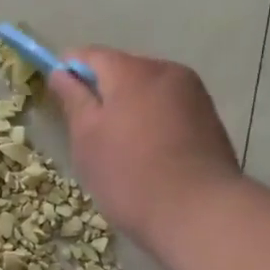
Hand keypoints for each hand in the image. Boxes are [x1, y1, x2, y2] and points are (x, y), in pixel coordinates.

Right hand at [50, 48, 241, 248]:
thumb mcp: (87, 138)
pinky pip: (170, 110)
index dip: (69, 72)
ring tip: (122, 151)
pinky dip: (153, 124)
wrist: (201, 214)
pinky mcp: (210, 120)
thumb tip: (61, 72)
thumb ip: (73, 99)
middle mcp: (167, 71)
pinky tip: (150, 157)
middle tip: (89, 135)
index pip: (90, 55)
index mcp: (132, 70)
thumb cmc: (130, 175)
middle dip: (103, 94)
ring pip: (148, 92)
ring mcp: (194, 95)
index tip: (58, 100)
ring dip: (130, 110)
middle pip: (123, 71)